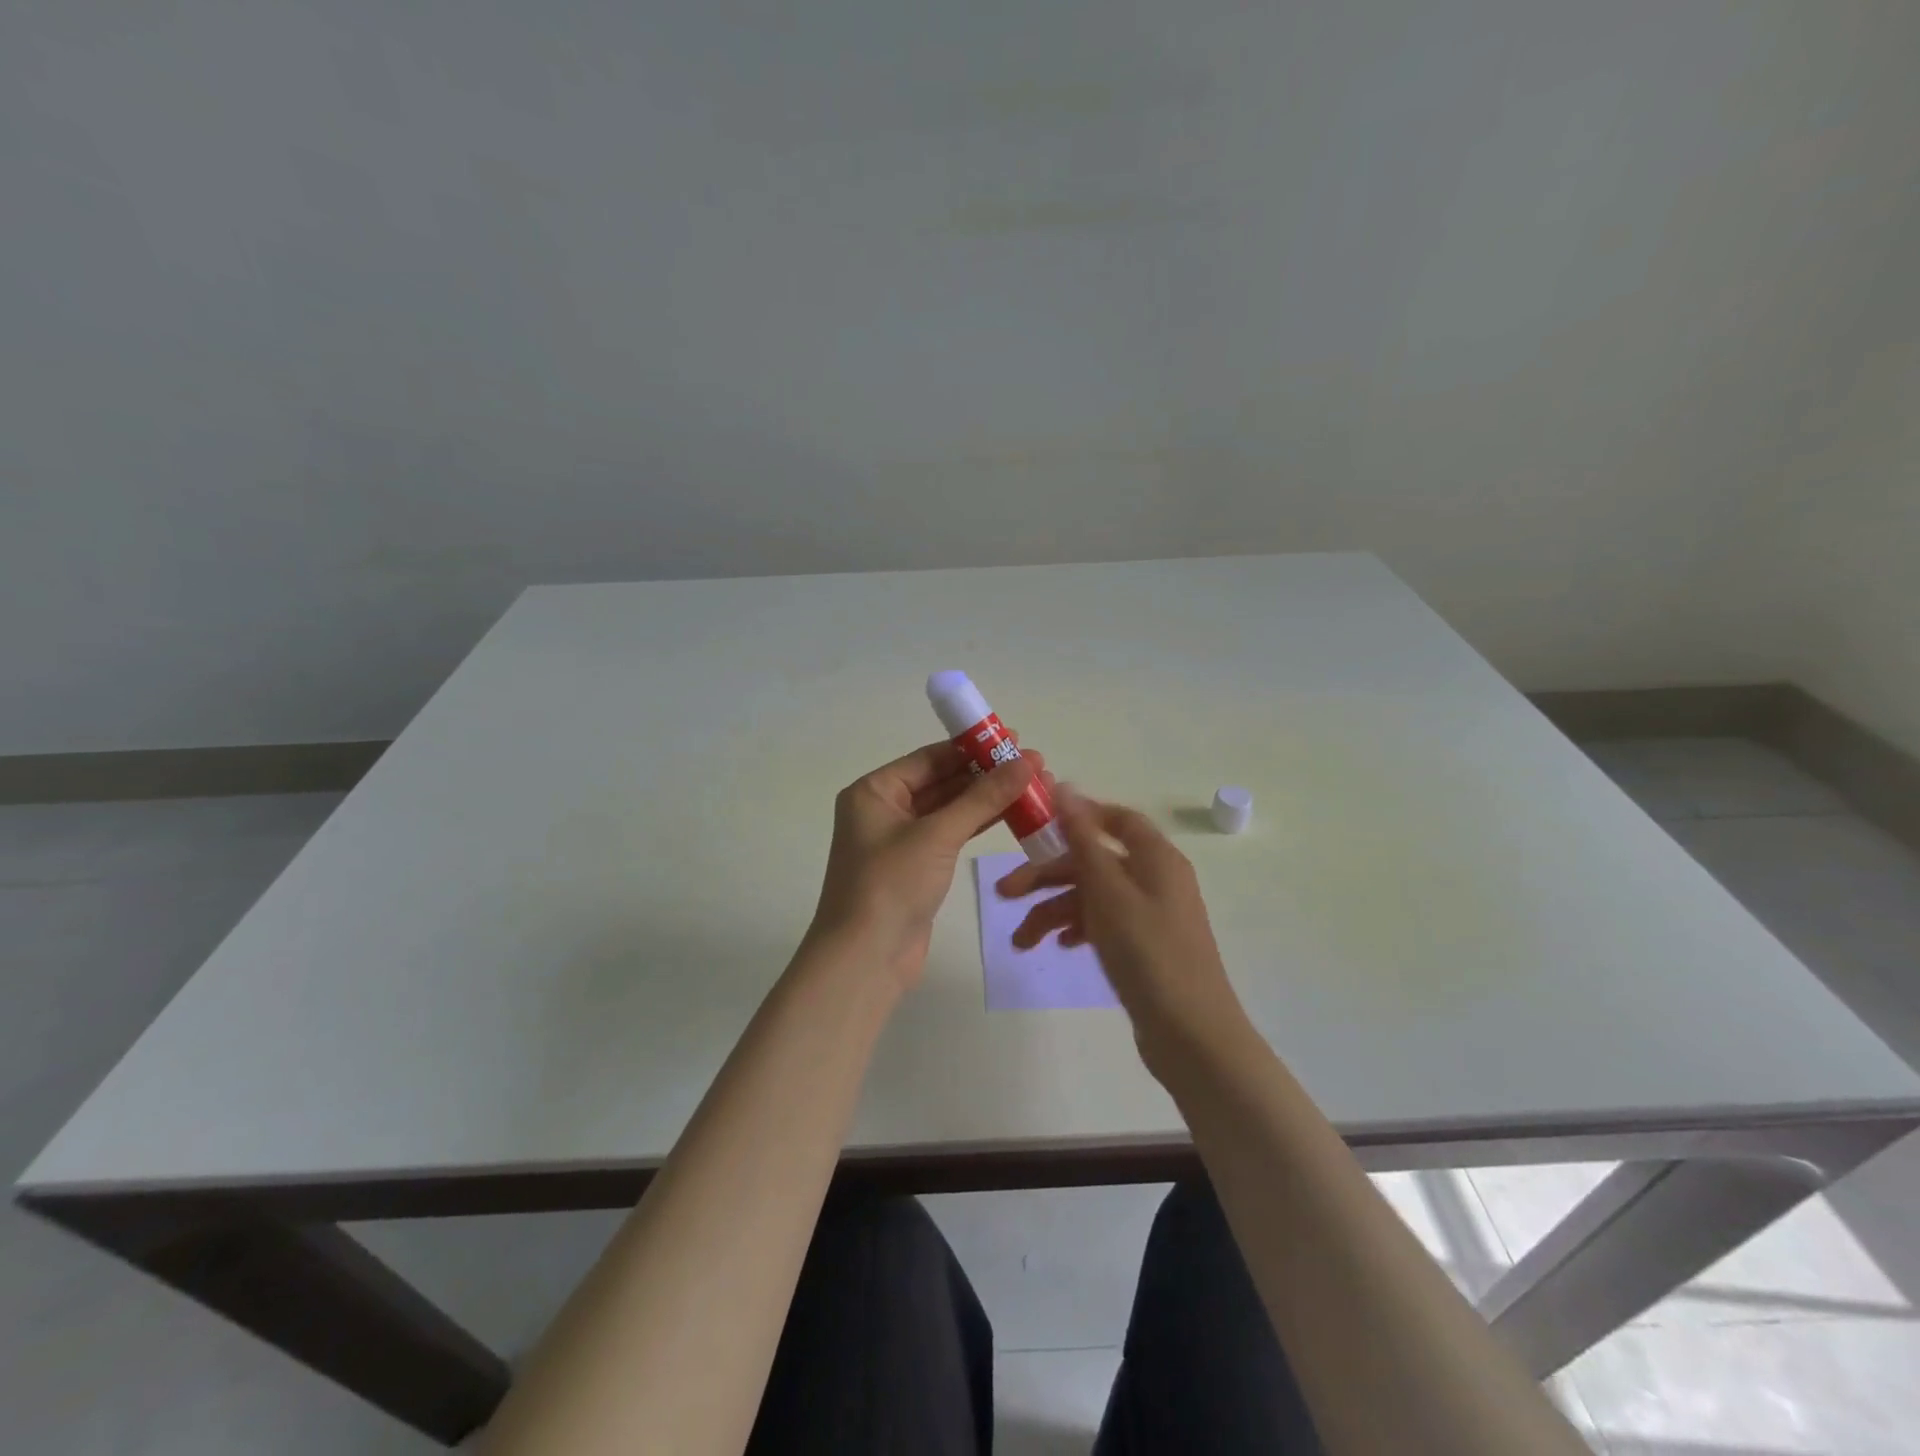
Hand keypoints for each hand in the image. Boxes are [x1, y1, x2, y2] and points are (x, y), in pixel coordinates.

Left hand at [811, 741, 1043, 988]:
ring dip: (988, 799)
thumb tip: (1026, 762)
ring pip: (950, 809)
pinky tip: (1013, 814)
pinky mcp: (917, 867)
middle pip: (942, 781)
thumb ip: (983, 797)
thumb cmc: (891, 884)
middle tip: (1033, 763)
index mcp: (874, 791)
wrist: (865, 959)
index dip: (972, 747)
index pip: (930, 758)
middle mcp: (884, 810)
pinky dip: (979, 824)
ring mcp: (901, 840)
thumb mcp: (937, 834)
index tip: (1014, 738)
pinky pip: (952, 834)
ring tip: (1033, 785)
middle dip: (986, 773)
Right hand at [995, 788, 1250, 1079]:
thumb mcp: (1108, 890)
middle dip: (1048, 876)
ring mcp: (1151, 914)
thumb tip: (1065, 787)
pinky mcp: (1145, 946)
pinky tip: (1059, 947)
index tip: (1037, 826)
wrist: (1191, 1034)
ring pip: (1093, 896)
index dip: (1077, 816)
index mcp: (1155, 857)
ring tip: (1021, 942)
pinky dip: (1078, 929)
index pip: (1116, 818)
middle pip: (1094, 861)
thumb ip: (1083, 838)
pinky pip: (1104, 923)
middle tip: (1004, 893)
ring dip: (1055, 912)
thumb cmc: (1147, 952)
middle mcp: (1155, 878)